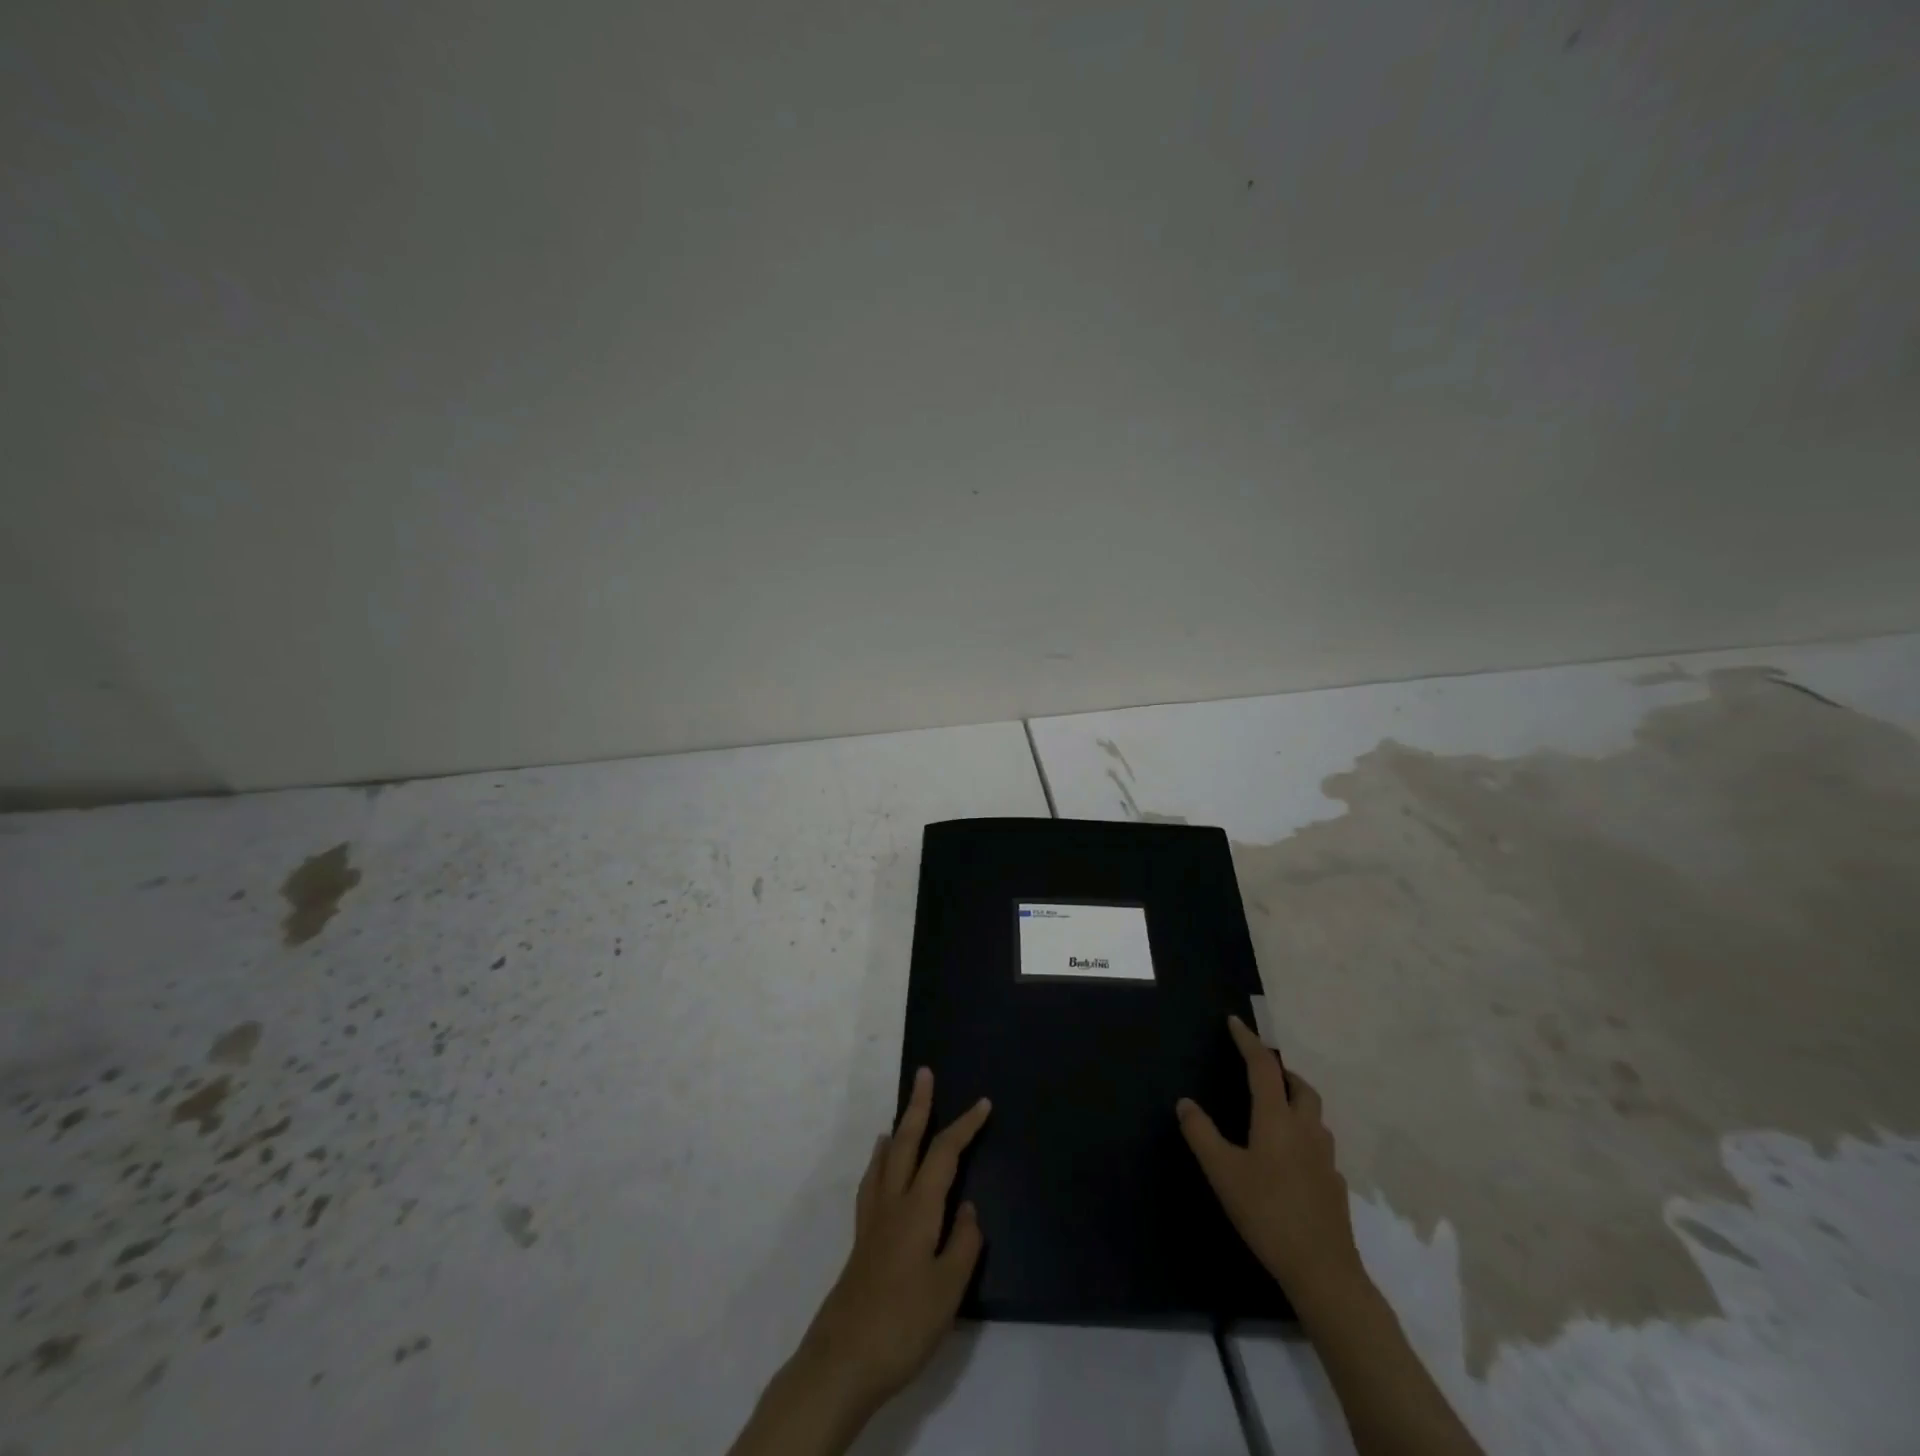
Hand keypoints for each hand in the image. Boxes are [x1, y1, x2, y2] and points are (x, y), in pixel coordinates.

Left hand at [794, 1068, 991, 1419]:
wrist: (843, 1359)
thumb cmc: (903, 1323)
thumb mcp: (948, 1289)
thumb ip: (963, 1243)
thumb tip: (967, 1209)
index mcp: (918, 1208)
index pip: (944, 1153)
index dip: (964, 1126)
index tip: (983, 1104)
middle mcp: (892, 1202)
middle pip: (906, 1142)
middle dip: (918, 1107)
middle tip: (924, 1075)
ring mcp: (872, 1220)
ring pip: (885, 1159)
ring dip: (897, 1130)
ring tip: (901, 1116)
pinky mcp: (861, 1240)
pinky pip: (872, 1183)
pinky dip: (878, 1163)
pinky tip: (880, 1170)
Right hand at [1177, 1015, 1363, 1303]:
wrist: (1323, 1271)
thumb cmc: (1267, 1213)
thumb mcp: (1222, 1172)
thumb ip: (1201, 1134)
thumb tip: (1185, 1102)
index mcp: (1277, 1119)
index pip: (1263, 1067)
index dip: (1248, 1041)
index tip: (1235, 1022)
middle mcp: (1306, 1130)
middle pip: (1300, 1087)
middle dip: (1281, 1071)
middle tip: (1261, 1069)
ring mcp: (1326, 1159)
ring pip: (1314, 1115)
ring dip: (1296, 1101)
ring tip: (1275, 1109)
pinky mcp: (1335, 1185)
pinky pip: (1319, 1146)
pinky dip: (1304, 1136)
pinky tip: (1290, 1158)